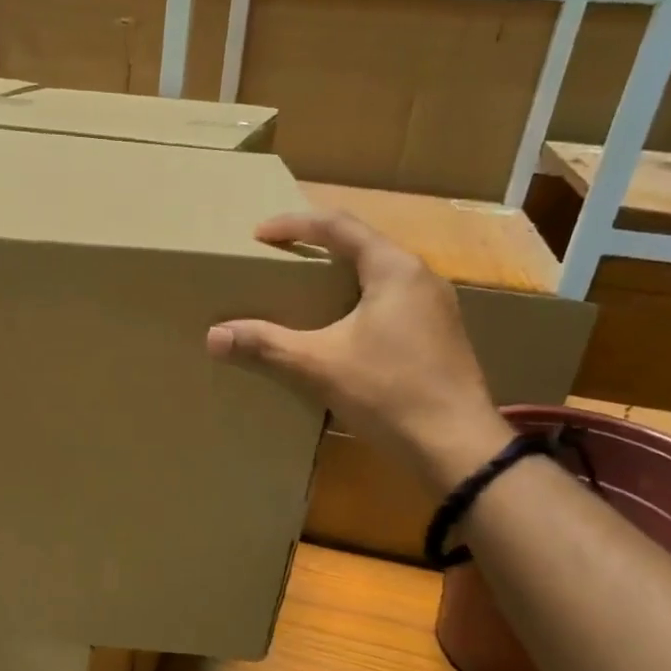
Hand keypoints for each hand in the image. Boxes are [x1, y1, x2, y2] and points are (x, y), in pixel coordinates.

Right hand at [206, 210, 510, 491]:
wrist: (456, 446)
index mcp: (394, 269)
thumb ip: (266, 345)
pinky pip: (390, 302)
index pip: (338, 226)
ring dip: (338, 278)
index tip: (259, 235)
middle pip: (362, 246)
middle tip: (279, 260)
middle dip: (317, 248)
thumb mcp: (319, 365)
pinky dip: (356, 304)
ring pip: (378, 276)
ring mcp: (435, 307)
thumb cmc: (388, 392)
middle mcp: (420, 277)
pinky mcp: (437, 335)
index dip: (294, 225)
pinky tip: (339, 331)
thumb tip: (214, 336)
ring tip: (303, 293)